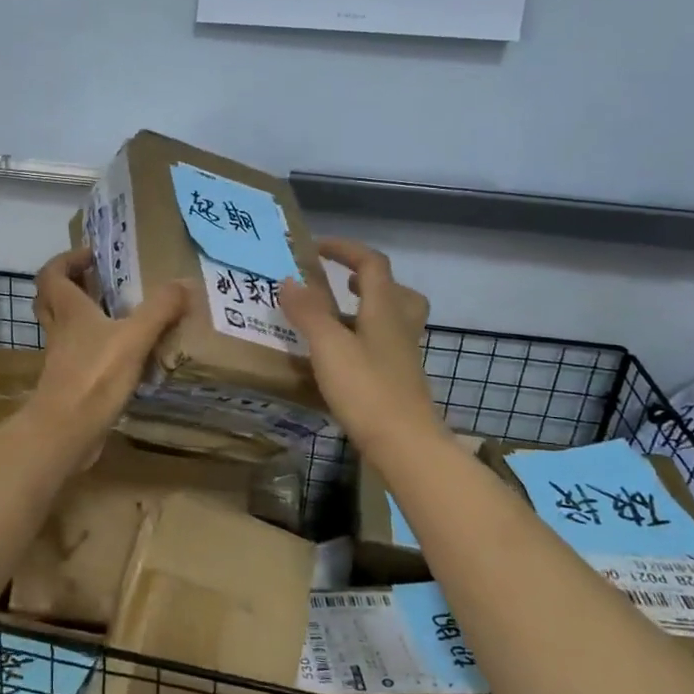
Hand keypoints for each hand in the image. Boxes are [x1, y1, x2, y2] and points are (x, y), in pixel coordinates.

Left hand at [28, 247, 187, 459]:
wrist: (66, 431)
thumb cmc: (95, 376)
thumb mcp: (135, 337)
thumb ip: (160, 309)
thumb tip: (185, 283)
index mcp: (69, 311)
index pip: (52, 274)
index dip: (67, 260)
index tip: (92, 256)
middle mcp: (59, 330)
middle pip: (51, 299)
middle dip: (72, 286)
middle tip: (99, 282)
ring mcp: (61, 359)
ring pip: (64, 328)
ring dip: (84, 318)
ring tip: (118, 316)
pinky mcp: (69, 383)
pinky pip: (78, 356)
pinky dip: (95, 349)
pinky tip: (123, 356)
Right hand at [278, 239, 435, 456]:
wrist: (405, 445)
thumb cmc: (367, 389)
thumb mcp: (329, 346)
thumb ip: (308, 311)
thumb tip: (289, 280)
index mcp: (384, 310)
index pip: (372, 263)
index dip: (346, 249)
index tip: (316, 248)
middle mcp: (399, 328)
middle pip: (396, 291)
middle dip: (369, 281)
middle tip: (343, 283)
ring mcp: (402, 357)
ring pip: (392, 321)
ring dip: (366, 311)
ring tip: (334, 320)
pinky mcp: (398, 383)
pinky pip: (382, 348)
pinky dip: (363, 342)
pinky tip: (340, 359)